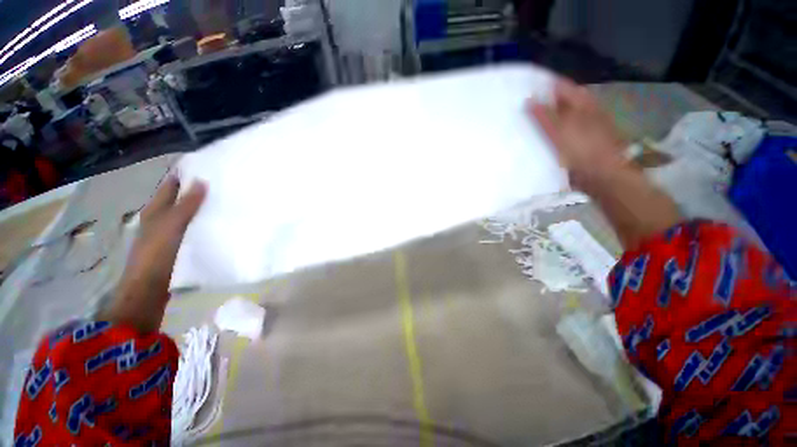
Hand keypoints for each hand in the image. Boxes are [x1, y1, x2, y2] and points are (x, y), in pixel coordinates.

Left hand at [99, 176, 206, 332]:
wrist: (148, 291)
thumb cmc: (155, 255)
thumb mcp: (171, 226)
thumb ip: (186, 205)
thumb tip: (202, 181)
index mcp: (155, 210)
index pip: (170, 185)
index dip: (182, 174)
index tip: (204, 165)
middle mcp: (160, 219)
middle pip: (178, 198)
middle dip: (195, 189)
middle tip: (221, 182)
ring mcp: (168, 234)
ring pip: (186, 214)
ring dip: (200, 207)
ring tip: (223, 201)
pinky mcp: (177, 247)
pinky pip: (192, 229)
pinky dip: (202, 223)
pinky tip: (216, 224)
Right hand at [528, 79, 628, 192]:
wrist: (603, 175)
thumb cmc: (584, 149)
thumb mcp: (561, 130)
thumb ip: (544, 115)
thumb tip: (528, 99)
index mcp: (581, 102)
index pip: (559, 86)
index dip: (541, 86)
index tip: (520, 89)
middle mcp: (581, 110)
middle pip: (557, 102)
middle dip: (538, 103)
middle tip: (516, 107)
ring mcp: (579, 127)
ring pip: (555, 118)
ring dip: (540, 120)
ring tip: (520, 122)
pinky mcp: (574, 142)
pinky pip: (556, 134)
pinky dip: (545, 134)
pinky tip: (532, 139)